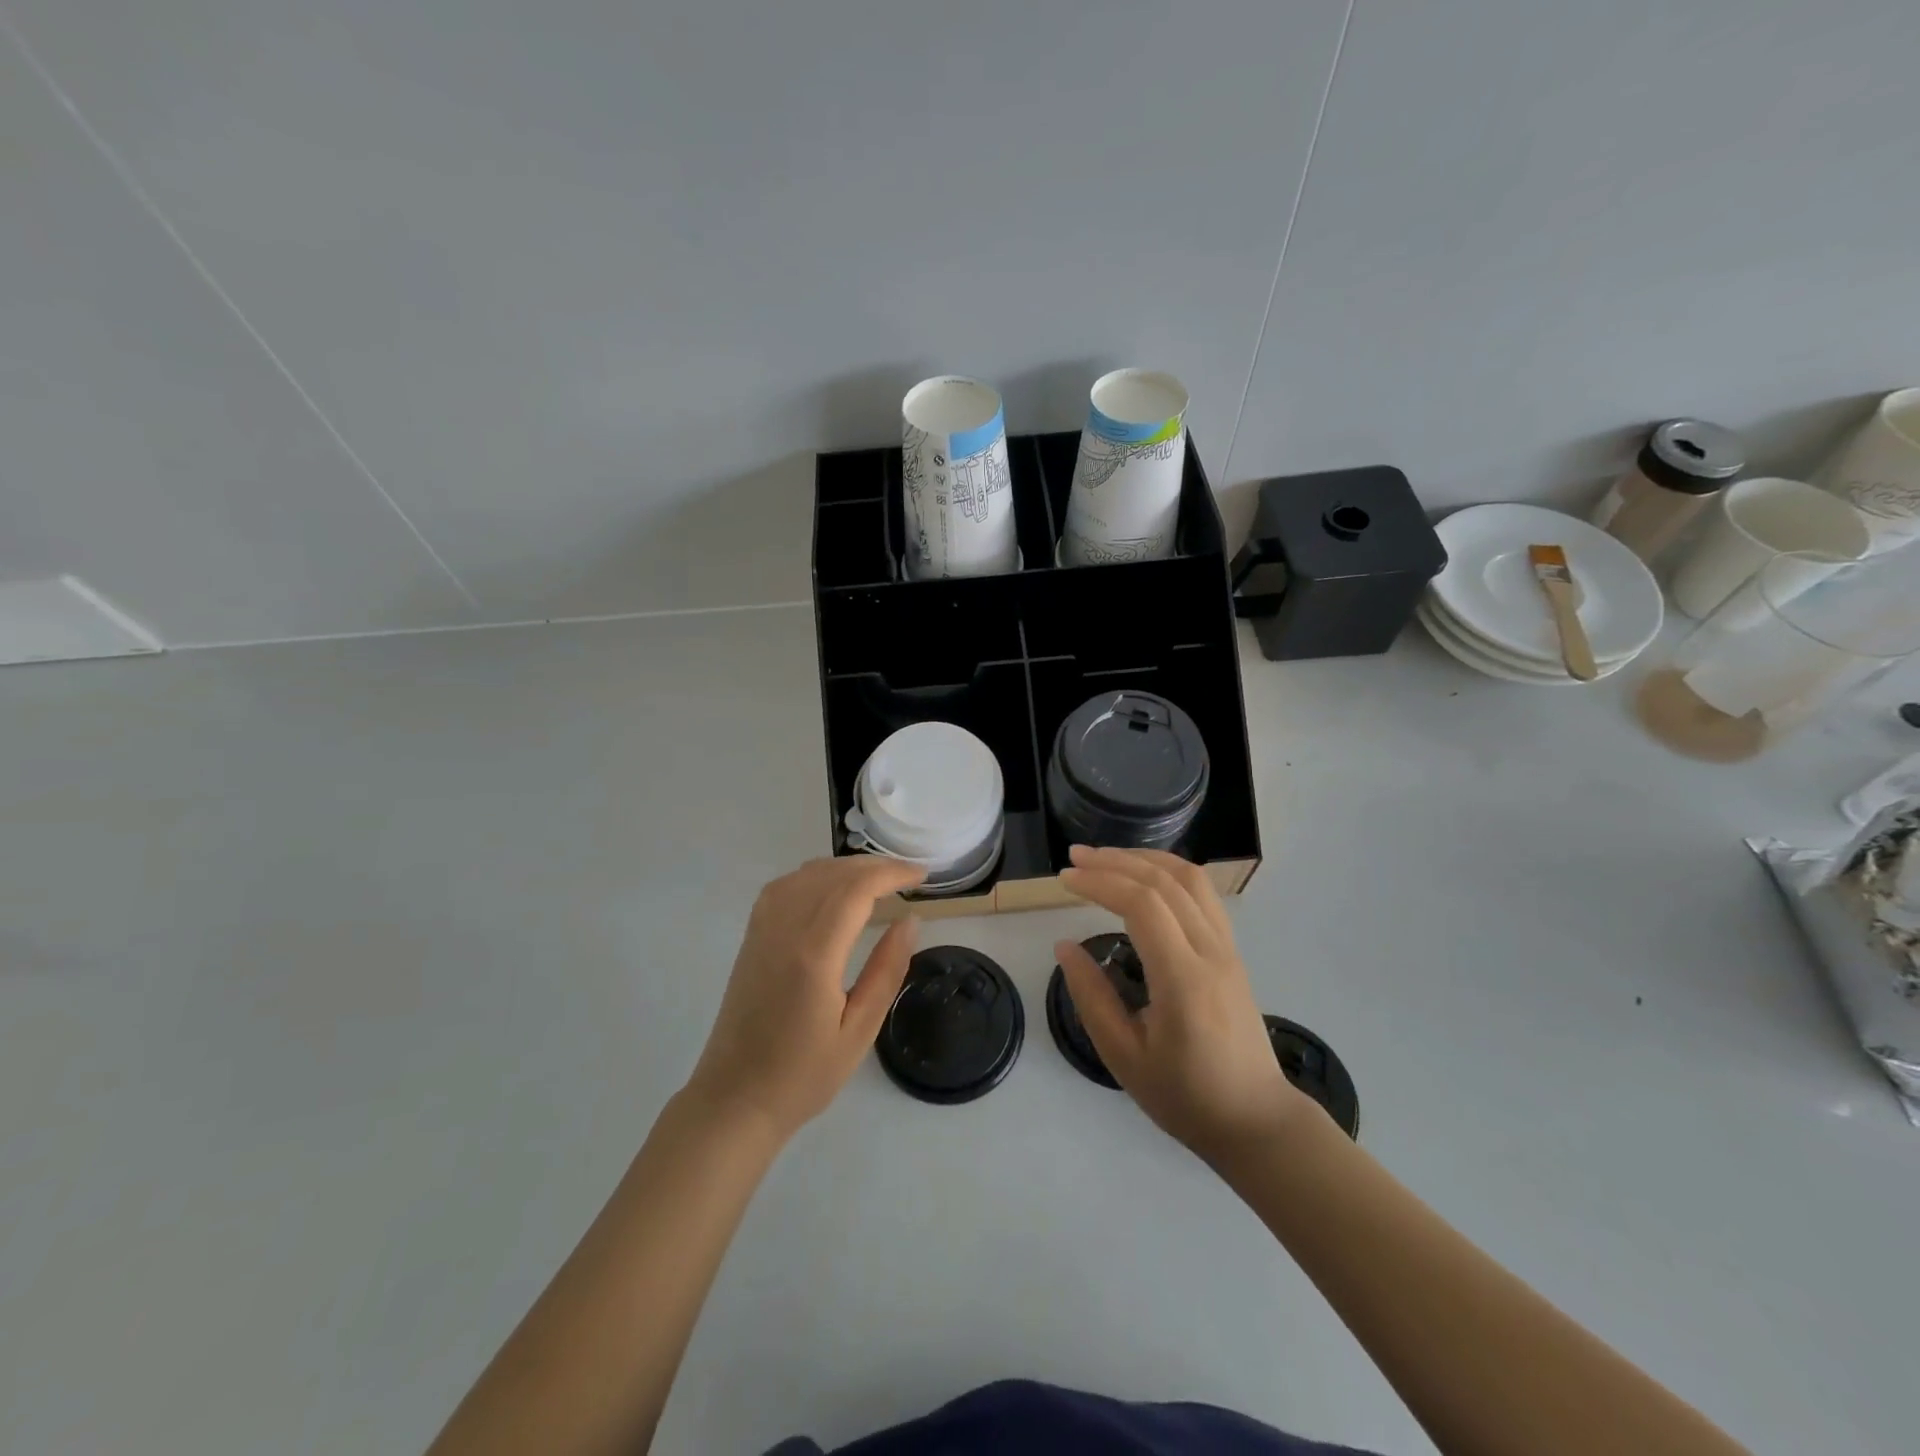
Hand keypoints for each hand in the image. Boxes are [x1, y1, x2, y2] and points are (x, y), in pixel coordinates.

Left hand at [686, 856, 925, 1139]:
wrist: (735, 1100)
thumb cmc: (804, 1075)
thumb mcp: (860, 1031)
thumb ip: (887, 970)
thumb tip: (910, 920)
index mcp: (813, 955)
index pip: (855, 890)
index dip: (891, 873)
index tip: (921, 876)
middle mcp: (783, 931)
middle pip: (831, 874)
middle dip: (874, 866)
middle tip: (908, 876)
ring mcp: (761, 931)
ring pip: (806, 874)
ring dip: (845, 868)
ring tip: (878, 879)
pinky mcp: (751, 938)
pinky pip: (783, 887)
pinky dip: (815, 875)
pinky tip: (832, 888)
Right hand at [1057, 846, 1309, 1163]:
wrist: (1256, 1120)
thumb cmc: (1186, 1096)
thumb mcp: (1124, 1057)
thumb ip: (1092, 997)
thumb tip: (1064, 946)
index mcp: (1183, 980)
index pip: (1142, 904)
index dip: (1100, 882)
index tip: (1065, 879)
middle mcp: (1210, 951)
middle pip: (1164, 881)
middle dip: (1115, 861)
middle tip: (1074, 857)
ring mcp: (1227, 947)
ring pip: (1189, 878)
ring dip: (1144, 858)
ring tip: (1106, 857)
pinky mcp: (1232, 950)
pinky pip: (1203, 893)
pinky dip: (1169, 871)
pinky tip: (1145, 875)